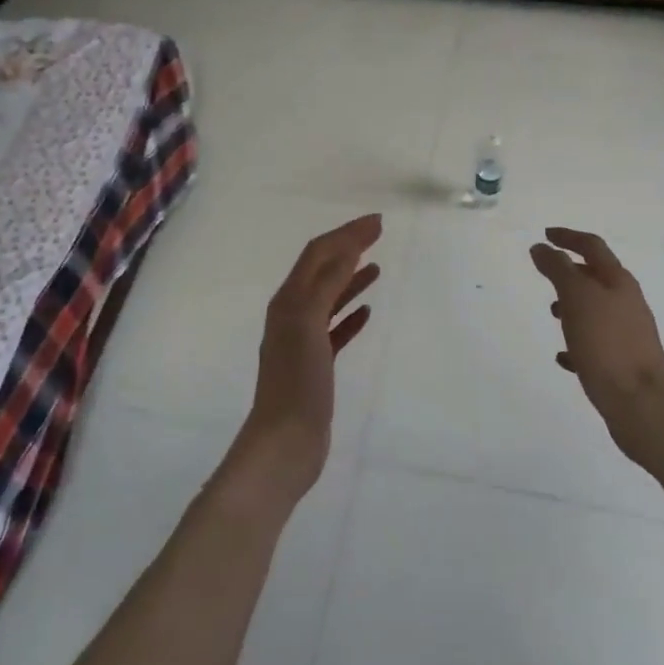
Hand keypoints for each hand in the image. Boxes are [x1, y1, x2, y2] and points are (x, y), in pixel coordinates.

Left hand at [224, 214, 382, 509]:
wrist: (285, 442)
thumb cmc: (297, 381)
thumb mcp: (310, 324)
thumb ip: (327, 284)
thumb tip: (346, 247)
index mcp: (288, 300)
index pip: (318, 254)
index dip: (346, 233)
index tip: (378, 222)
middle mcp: (292, 314)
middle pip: (323, 270)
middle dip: (348, 247)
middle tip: (378, 233)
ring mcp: (303, 341)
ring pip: (330, 298)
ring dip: (351, 278)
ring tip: (376, 267)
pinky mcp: (315, 364)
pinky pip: (335, 329)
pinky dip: (350, 314)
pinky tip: (367, 313)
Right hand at [529, 227, 663, 462]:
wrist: (641, 404)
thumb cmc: (606, 344)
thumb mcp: (577, 299)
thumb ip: (558, 270)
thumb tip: (541, 247)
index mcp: (618, 281)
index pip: (592, 246)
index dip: (567, 237)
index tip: (545, 234)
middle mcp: (627, 302)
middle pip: (596, 277)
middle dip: (570, 272)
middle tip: (545, 273)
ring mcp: (628, 333)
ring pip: (596, 309)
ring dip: (572, 305)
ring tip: (552, 314)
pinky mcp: (623, 362)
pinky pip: (595, 343)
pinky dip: (577, 341)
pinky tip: (563, 356)